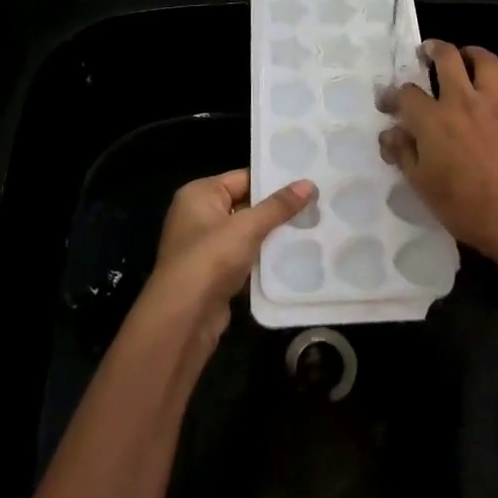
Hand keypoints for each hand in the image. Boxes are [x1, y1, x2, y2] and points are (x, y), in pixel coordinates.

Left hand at [140, 169, 314, 338]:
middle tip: (315, 205)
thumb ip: (278, 206)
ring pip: (246, 233)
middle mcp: (198, 215)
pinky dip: (263, 258)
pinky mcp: (213, 273)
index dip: (273, 181)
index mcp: (199, 194)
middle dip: (276, 210)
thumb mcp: (247, 227)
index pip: (243, 178)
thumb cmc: (210, 259)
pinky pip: (244, 257)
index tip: (307, 183)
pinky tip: (293, 256)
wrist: (183, 319)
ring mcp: (204, 246)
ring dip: (272, 235)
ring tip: (311, 228)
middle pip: (245, 205)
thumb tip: (309, 184)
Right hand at [379, 41, 497, 271]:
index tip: (386, 103)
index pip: (406, 93)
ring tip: (465, 58)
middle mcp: (463, 102)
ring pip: (486, 62)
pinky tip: (497, 103)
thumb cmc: (462, 206)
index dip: (392, 95)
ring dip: (472, 54)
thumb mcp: (421, 185)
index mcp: (433, 119)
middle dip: (434, 49)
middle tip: (427, 52)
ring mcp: (496, 106)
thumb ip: (403, 153)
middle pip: (447, 58)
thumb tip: (390, 133)